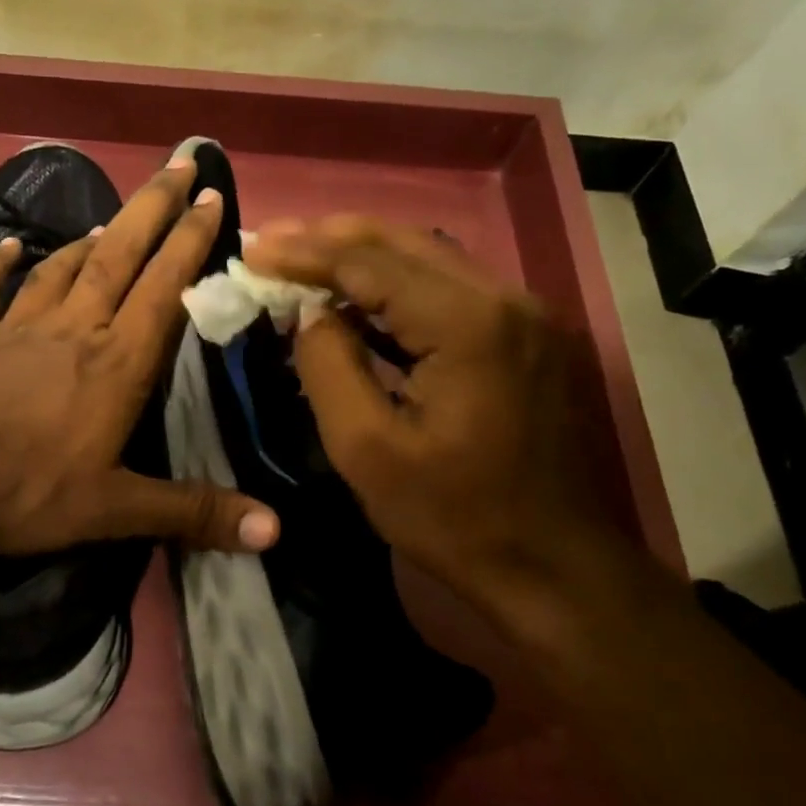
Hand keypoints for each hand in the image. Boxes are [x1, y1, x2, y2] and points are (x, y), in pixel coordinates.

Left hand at [0, 157, 279, 558]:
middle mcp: (72, 330)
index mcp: (116, 363)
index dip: (191, 241)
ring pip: (60, 268)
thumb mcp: (114, 510)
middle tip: (177, 163)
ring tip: (111, 219)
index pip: (165, 288)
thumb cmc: (24, 490)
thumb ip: (193, 513)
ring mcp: (15, 328)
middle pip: (118, 255)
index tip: (212, 196)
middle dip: (152, 208)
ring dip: (88, 239)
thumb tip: (275, 532)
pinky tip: (4, 249)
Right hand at [244, 216, 624, 615]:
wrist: (555, 568)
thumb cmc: (453, 518)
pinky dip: (397, 286)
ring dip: (363, 256)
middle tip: (271, 241)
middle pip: (405, 243)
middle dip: (331, 238)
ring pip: (430, 259)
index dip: (304, 254)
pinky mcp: (526, 338)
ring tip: (302, 258)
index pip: (370, 263)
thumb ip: (328, 366)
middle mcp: (506, 300)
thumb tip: (310, 313)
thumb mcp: (366, 450)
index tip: (251, 251)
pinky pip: (450, 291)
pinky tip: (358, 300)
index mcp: (468, 324)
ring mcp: (525, 316)